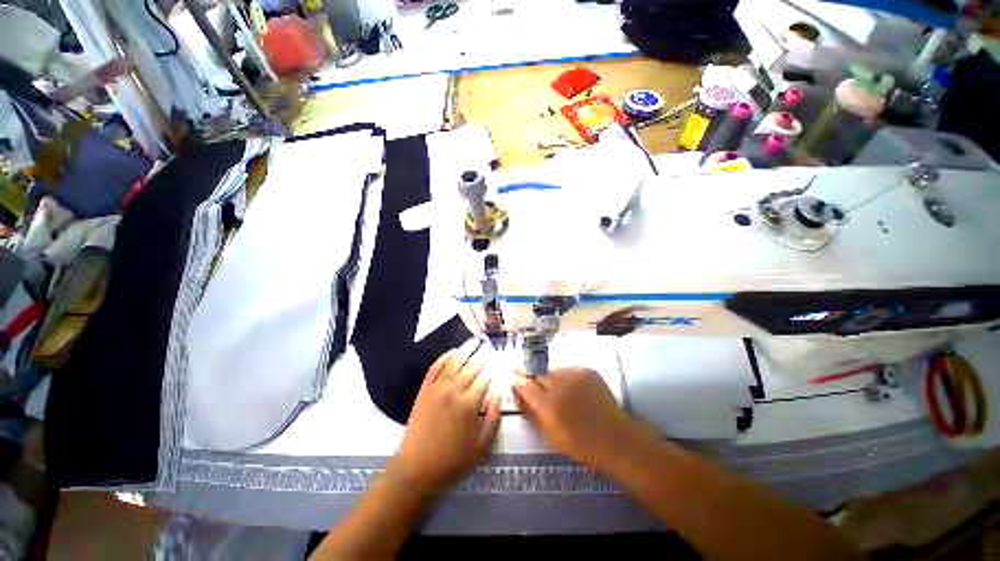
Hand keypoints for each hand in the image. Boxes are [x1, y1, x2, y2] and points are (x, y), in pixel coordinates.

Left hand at [388, 339, 500, 493]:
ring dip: (466, 348)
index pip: (485, 377)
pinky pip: (435, 367)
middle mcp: (454, 390)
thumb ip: (494, 419)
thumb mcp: (481, 447)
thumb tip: (498, 395)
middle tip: (489, 344)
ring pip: (454, 361)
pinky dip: (444, 356)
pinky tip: (452, 351)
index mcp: (469, 404)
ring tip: (474, 340)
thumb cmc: (452, 460)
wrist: (415, 468)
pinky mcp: (424, 389)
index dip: (493, 366)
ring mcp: (437, 388)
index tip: (499, 359)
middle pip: (472, 365)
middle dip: (482, 353)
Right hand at [512, 367, 639, 470]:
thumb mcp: (549, 435)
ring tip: (552, 385)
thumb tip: (518, 394)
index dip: (518, 381)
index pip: (525, 386)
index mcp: (549, 405)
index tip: (513, 379)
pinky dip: (565, 376)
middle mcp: (560, 385)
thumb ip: (531, 412)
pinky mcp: (587, 370)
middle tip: (525, 376)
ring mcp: (575, 374)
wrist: (615, 438)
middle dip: (530, 375)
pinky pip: (568, 369)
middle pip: (538, 374)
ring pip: (553, 370)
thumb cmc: (580, 444)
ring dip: (549, 376)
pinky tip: (569, 386)